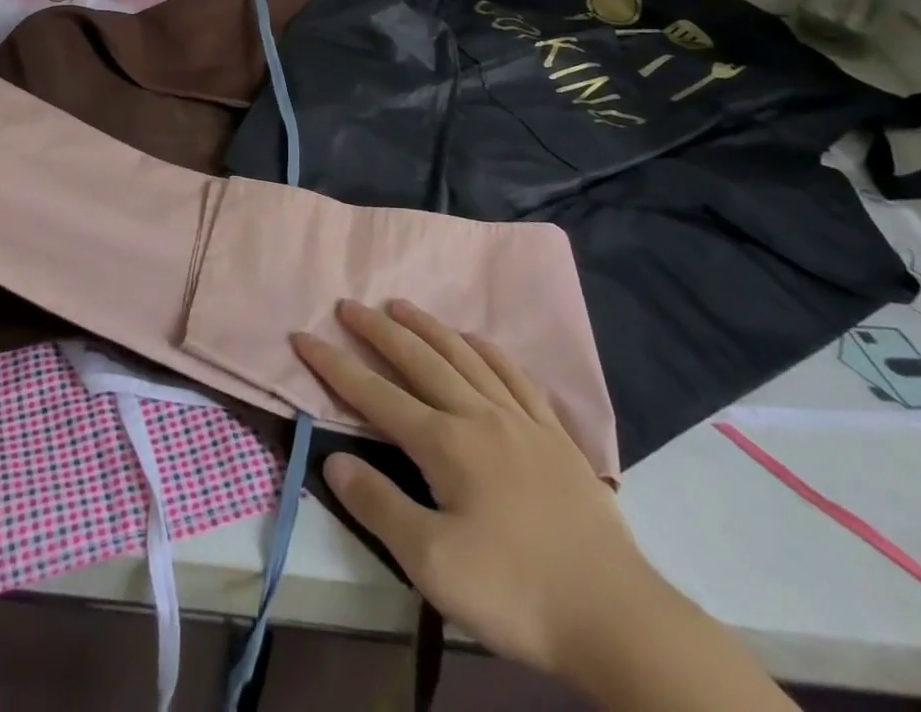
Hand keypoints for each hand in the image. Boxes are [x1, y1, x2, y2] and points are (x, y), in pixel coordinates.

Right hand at [293, 301, 665, 684]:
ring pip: (465, 356)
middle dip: (378, 330)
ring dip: (429, 326)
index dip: (335, 365)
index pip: (376, 394)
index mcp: (446, 443)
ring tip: (401, 305)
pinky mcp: (555, 436)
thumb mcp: (433, 564)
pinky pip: (516, 376)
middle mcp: (479, 415)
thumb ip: (379, 506)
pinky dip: (490, 351)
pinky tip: (478, 340)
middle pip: (419, 359)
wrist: (616, 617)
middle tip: (348, 304)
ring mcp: (521, 420)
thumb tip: (333, 460)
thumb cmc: (516, 593)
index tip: (304, 337)